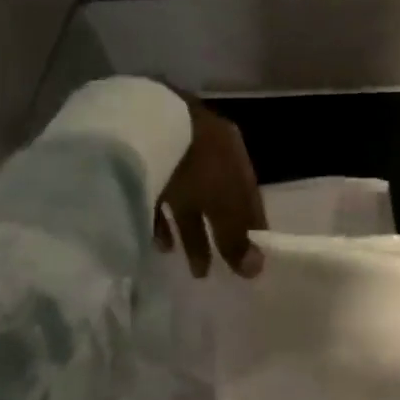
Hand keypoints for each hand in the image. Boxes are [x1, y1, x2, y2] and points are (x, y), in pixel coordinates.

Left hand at [152, 96, 267, 277]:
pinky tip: (160, 245)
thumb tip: (257, 268)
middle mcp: (209, 153)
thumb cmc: (196, 164)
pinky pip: (158, 198)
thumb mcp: (223, 203)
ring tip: (192, 269)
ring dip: (191, 233)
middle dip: (220, 236)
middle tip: (219, 271)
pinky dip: (162, 222)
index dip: (253, 229)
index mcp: (234, 154)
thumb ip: (237, 237)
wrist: (143, 127)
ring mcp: (176, 157)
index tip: (251, 263)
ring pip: (190, 201)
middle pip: (219, 201)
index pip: (249, 197)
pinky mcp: (145, 165)